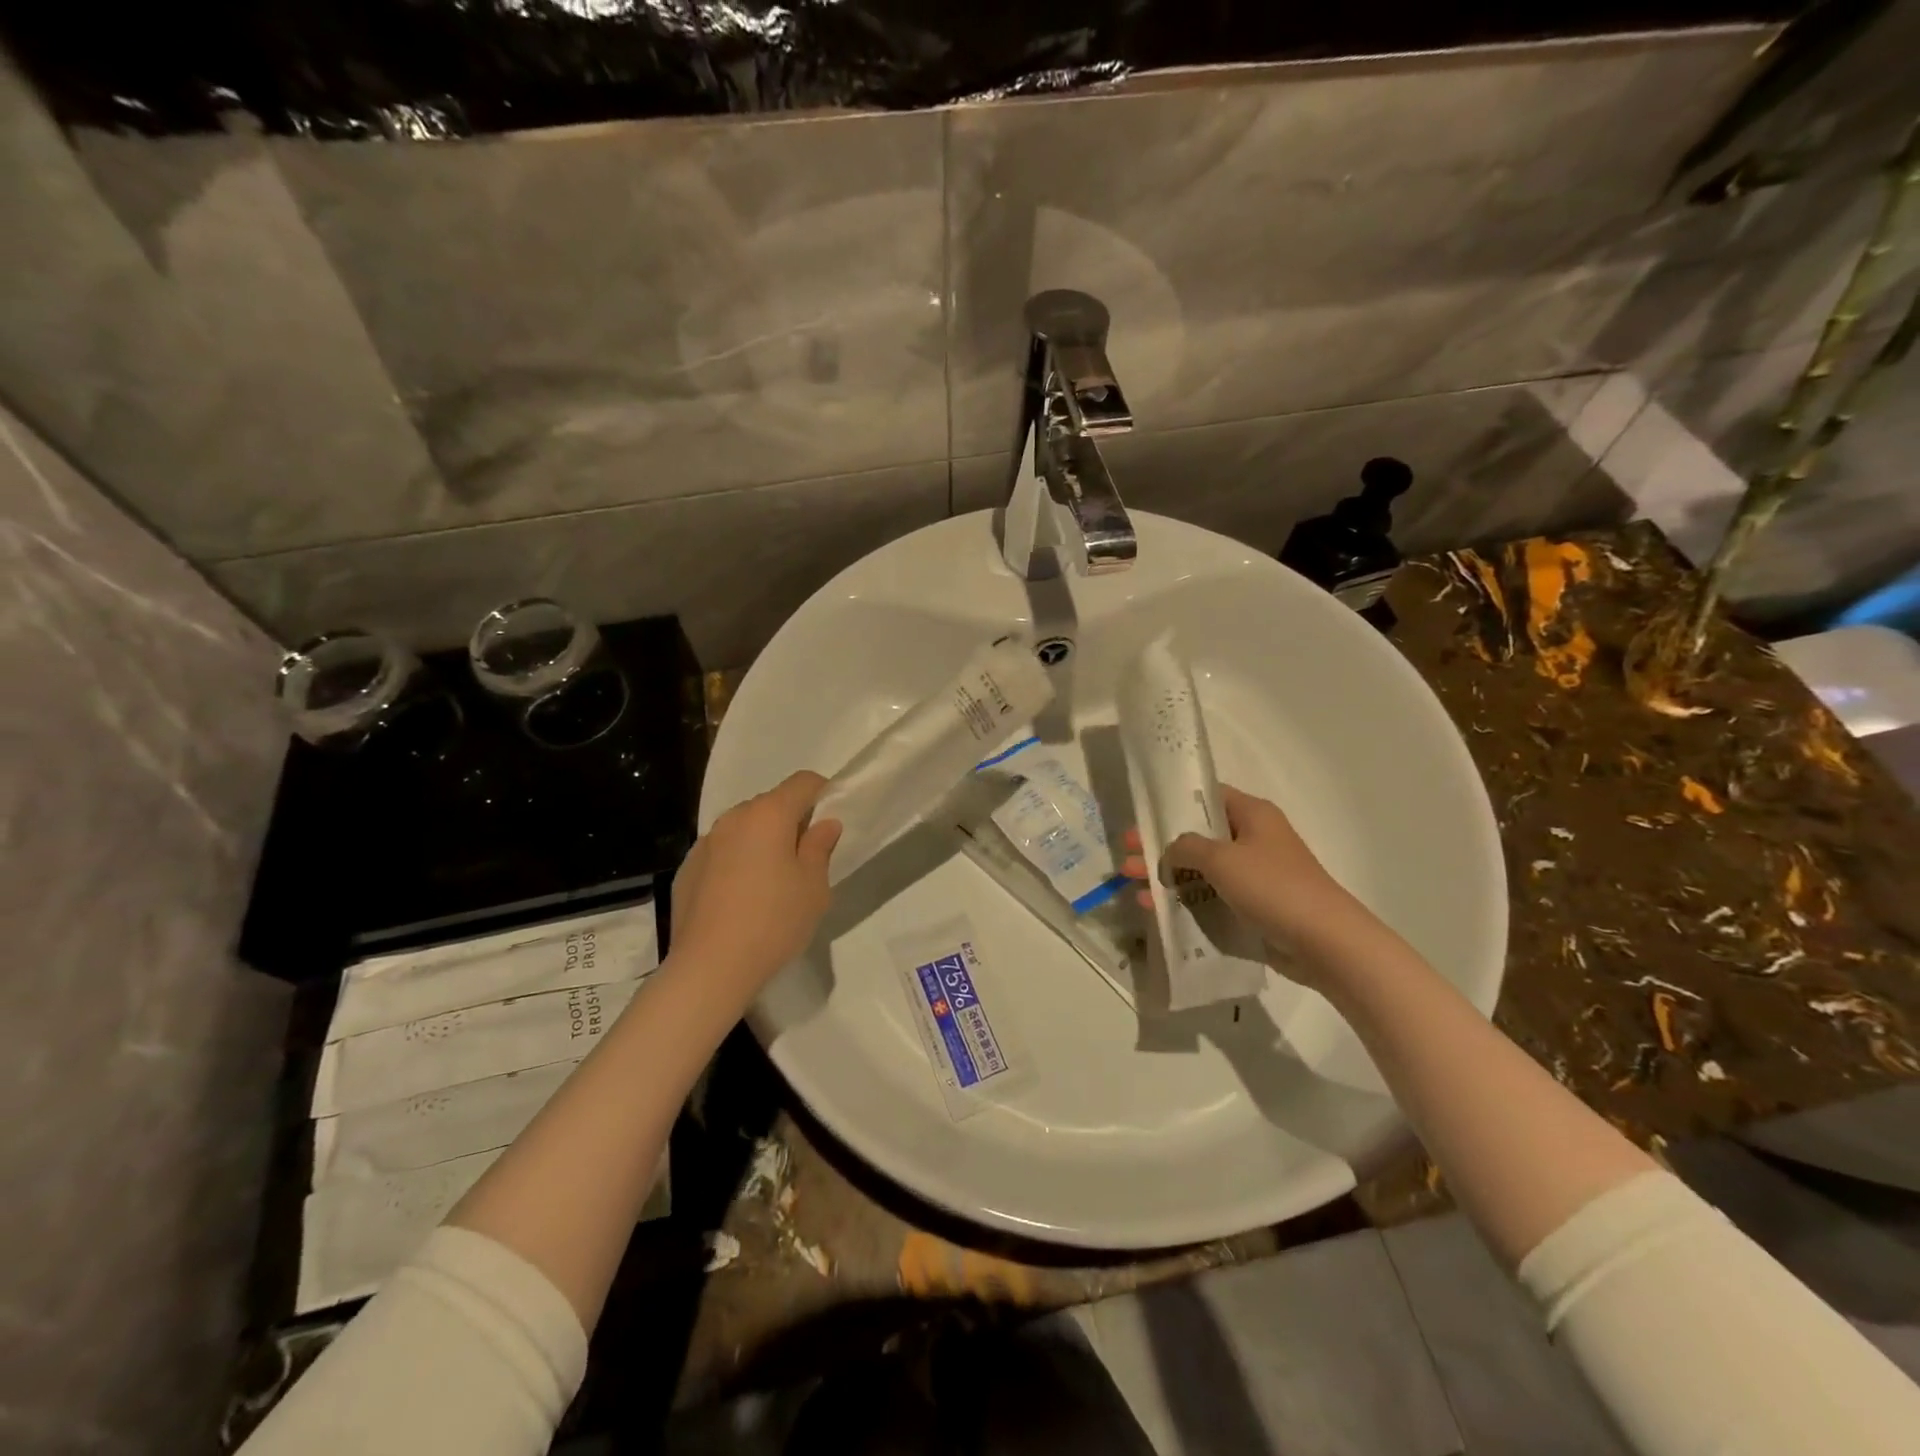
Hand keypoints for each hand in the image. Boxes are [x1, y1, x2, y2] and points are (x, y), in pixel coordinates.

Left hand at [668, 771, 841, 1001]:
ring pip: (744, 828)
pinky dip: (736, 862)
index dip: (823, 794)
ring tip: (771, 882)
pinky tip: (740, 899)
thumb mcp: (814, 887)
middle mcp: (733, 818)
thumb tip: (824, 824)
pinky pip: (721, 852)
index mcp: (769, 815)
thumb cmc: (774, 921)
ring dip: (761, 842)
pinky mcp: (687, 869)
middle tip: (805, 859)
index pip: (802, 782)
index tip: (830, 824)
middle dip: (791, 821)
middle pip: (771, 804)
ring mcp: (705, 843)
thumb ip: (820, 848)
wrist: (709, 968)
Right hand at [1121, 784, 1354, 959]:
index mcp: (1252, 814)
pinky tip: (1156, 910)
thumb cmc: (1273, 887)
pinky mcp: (1253, 907)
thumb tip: (1170, 851)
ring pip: (1201, 870)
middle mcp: (1253, 839)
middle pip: (1197, 836)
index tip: (1142, 816)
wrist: (1325, 943)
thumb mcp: (1221, 859)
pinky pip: (1211, 897)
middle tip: (1126, 854)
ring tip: (1132, 886)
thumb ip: (1186, 848)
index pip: (1207, 797)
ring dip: (1167, 877)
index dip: (1173, 804)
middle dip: (1160, 847)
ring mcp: (1254, 875)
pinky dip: (1185, 901)